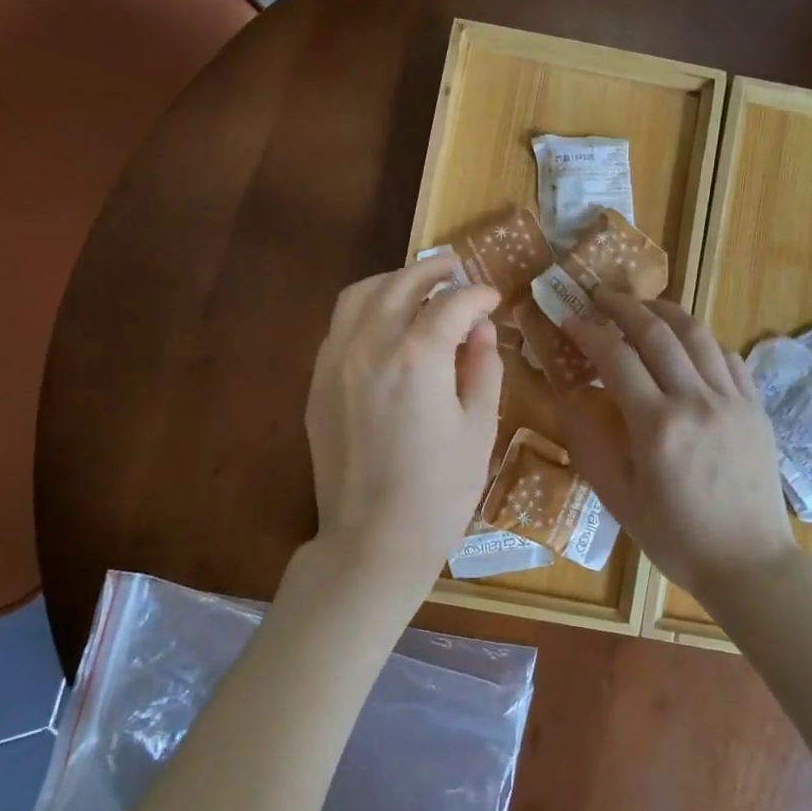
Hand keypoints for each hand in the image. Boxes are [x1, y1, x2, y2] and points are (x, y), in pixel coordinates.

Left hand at [305, 257, 503, 589]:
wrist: (374, 540)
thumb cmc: (441, 491)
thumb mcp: (480, 429)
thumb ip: (483, 367)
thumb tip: (481, 330)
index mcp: (418, 357)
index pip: (452, 303)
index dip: (478, 295)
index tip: (493, 297)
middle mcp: (370, 346)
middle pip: (401, 284)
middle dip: (434, 271)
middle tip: (457, 270)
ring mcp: (336, 362)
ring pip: (360, 295)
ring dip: (393, 281)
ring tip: (418, 285)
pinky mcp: (319, 383)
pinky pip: (340, 326)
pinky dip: (366, 309)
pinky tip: (385, 322)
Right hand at [556, 291, 796, 595]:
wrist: (749, 562)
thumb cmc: (676, 538)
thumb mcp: (620, 500)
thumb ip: (591, 445)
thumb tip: (571, 399)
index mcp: (657, 426)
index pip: (616, 358)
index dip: (588, 331)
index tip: (568, 316)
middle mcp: (696, 401)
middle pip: (658, 333)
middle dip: (624, 306)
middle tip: (601, 295)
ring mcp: (732, 400)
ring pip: (698, 335)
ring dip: (666, 312)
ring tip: (644, 305)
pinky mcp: (755, 408)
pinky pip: (728, 358)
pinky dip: (702, 341)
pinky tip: (688, 343)